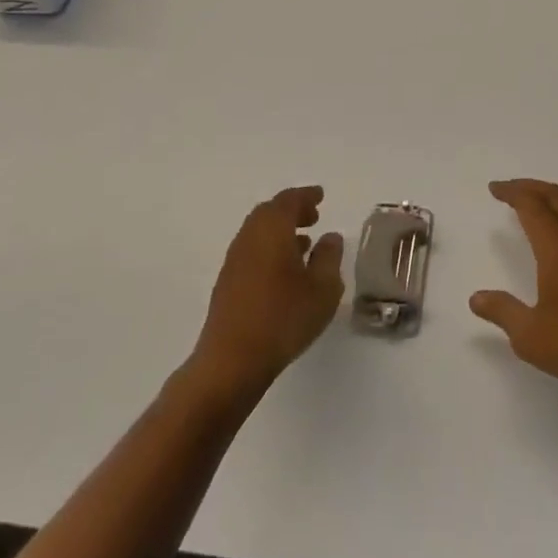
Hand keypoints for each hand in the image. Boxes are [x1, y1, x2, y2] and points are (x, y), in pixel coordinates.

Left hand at [191, 186, 344, 397]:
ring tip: (304, 243)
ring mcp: (234, 261)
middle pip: (269, 212)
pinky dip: (270, 249)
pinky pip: (252, 251)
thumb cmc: (283, 318)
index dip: (306, 196)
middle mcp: (249, 238)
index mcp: (272, 230)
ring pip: (258, 233)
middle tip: (314, 217)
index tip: (321, 196)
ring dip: (280, 231)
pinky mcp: (227, 284)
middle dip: (292, 211)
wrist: (231, 361)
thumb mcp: (323, 288)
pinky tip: (284, 271)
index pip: (289, 201)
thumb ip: (329, 257)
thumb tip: (330, 237)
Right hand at [469, 179, 557, 402]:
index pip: (531, 205)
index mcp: (557, 247)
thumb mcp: (529, 335)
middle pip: (556, 196)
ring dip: (556, 199)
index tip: (494, 189)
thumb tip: (476, 298)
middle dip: (531, 187)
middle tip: (511, 189)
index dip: (512, 192)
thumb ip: (502, 311)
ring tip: (540, 206)